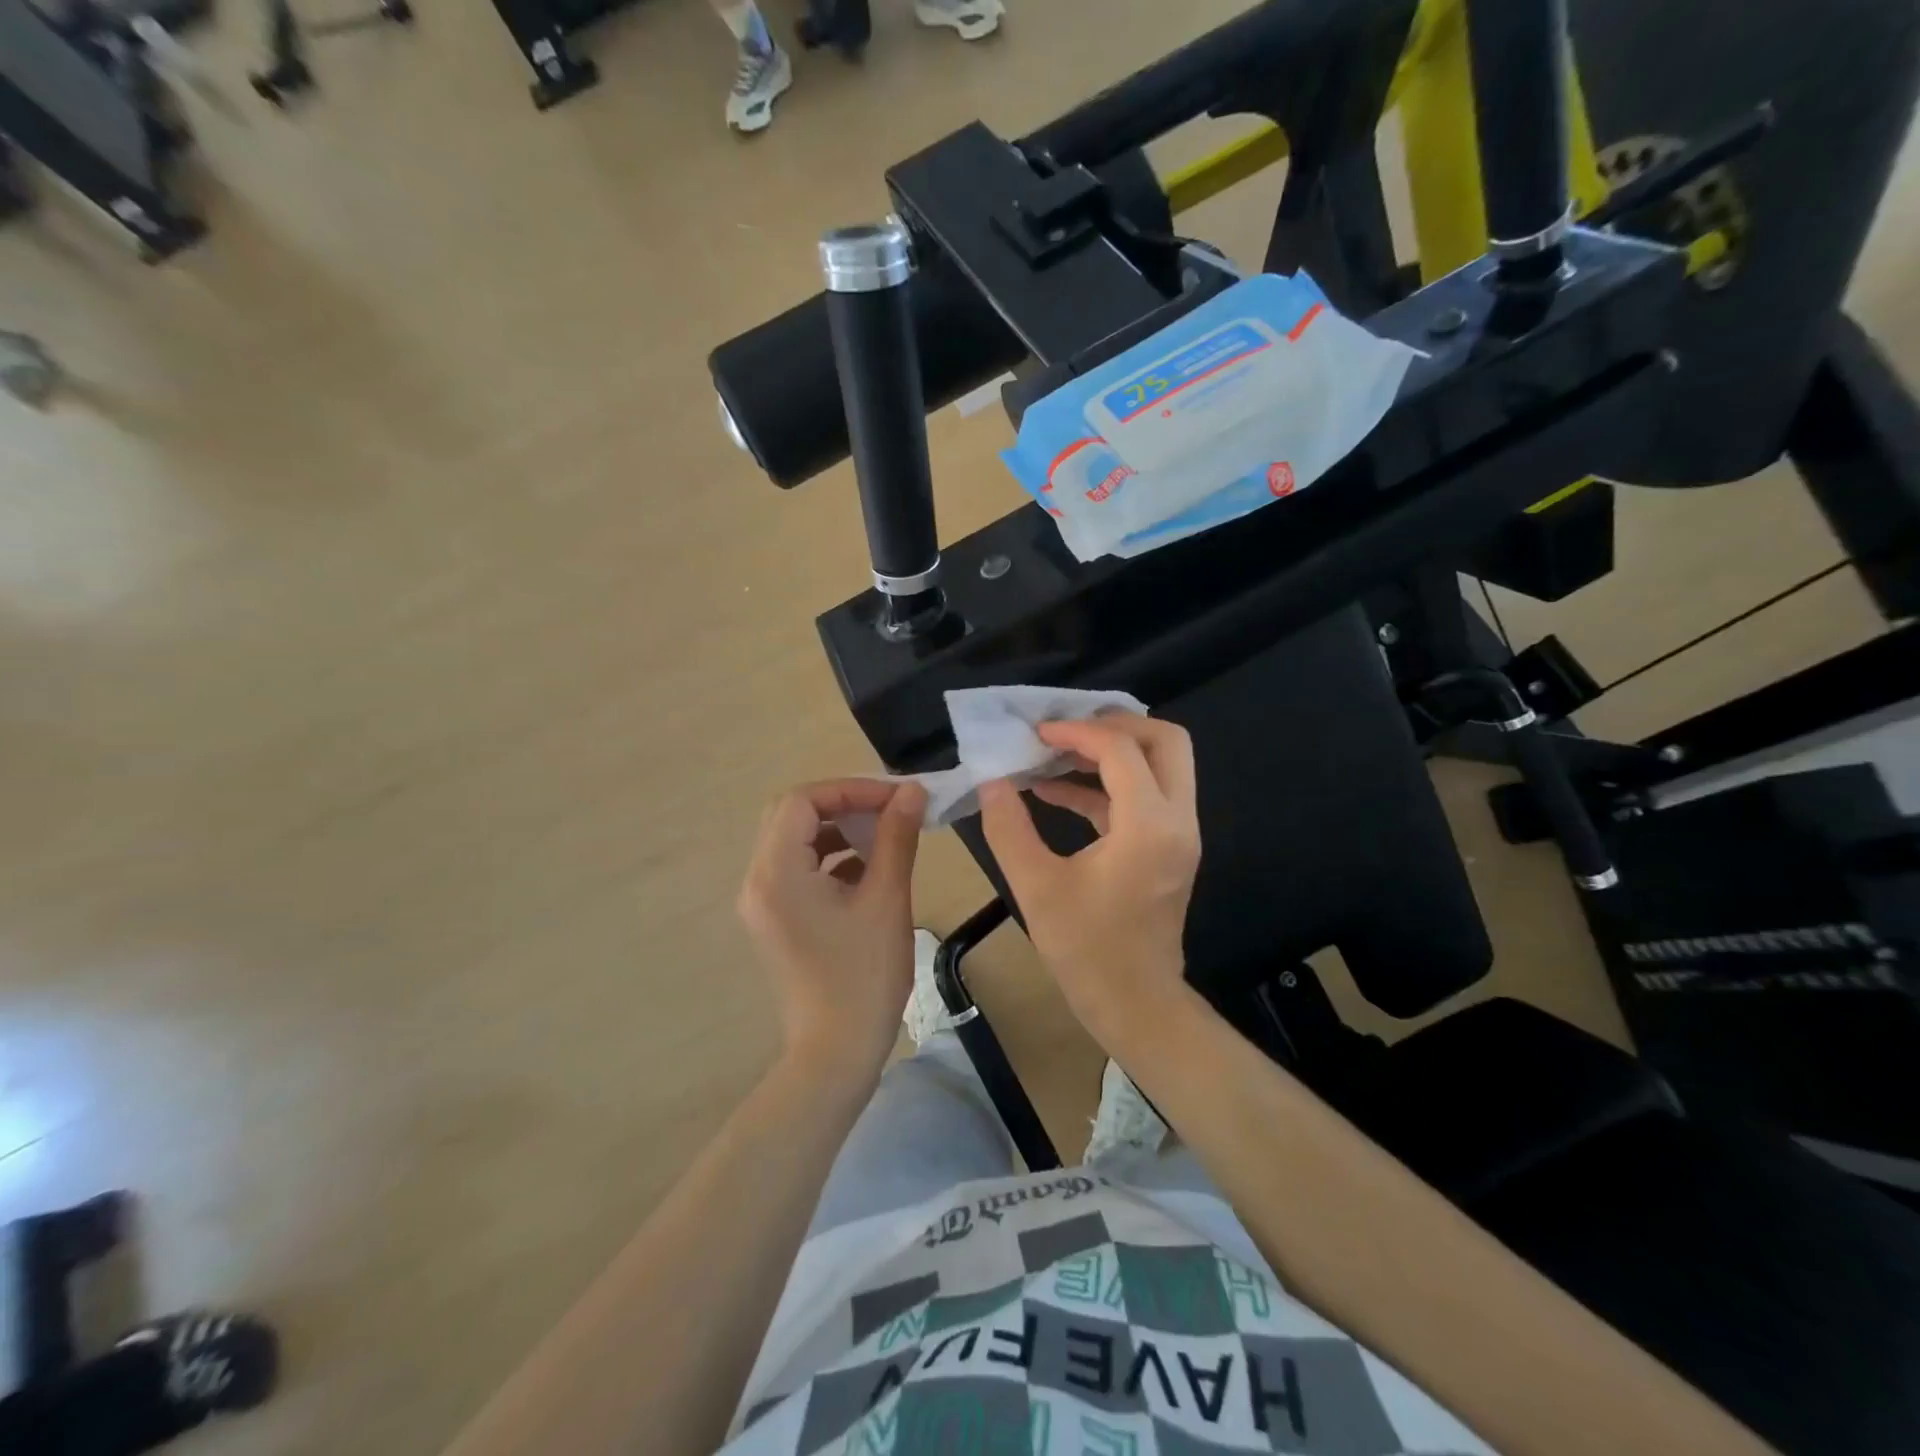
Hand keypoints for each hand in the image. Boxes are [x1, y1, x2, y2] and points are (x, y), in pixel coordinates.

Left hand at [737, 779, 927, 1079]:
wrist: (836, 1053)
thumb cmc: (863, 976)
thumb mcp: (886, 899)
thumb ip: (896, 837)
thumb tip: (912, 792)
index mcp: (776, 872)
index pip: (802, 801)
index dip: (849, 789)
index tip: (895, 798)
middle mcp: (757, 881)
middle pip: (791, 816)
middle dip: (842, 805)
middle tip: (887, 809)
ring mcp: (762, 903)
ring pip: (794, 842)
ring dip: (837, 830)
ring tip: (884, 835)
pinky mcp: (775, 920)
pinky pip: (797, 870)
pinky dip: (830, 858)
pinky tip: (869, 869)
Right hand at [978, 714, 1200, 1050]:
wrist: (1135, 1004)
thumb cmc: (1086, 950)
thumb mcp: (1035, 886)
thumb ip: (1008, 827)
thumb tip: (992, 781)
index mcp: (1149, 826)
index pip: (1121, 750)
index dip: (1076, 733)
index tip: (1036, 733)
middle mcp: (1177, 820)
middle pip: (1165, 741)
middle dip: (1116, 725)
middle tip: (1067, 729)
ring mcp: (1180, 834)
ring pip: (1162, 764)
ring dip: (1113, 751)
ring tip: (1055, 752)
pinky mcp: (1169, 848)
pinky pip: (1146, 795)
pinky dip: (1108, 784)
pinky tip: (1057, 789)